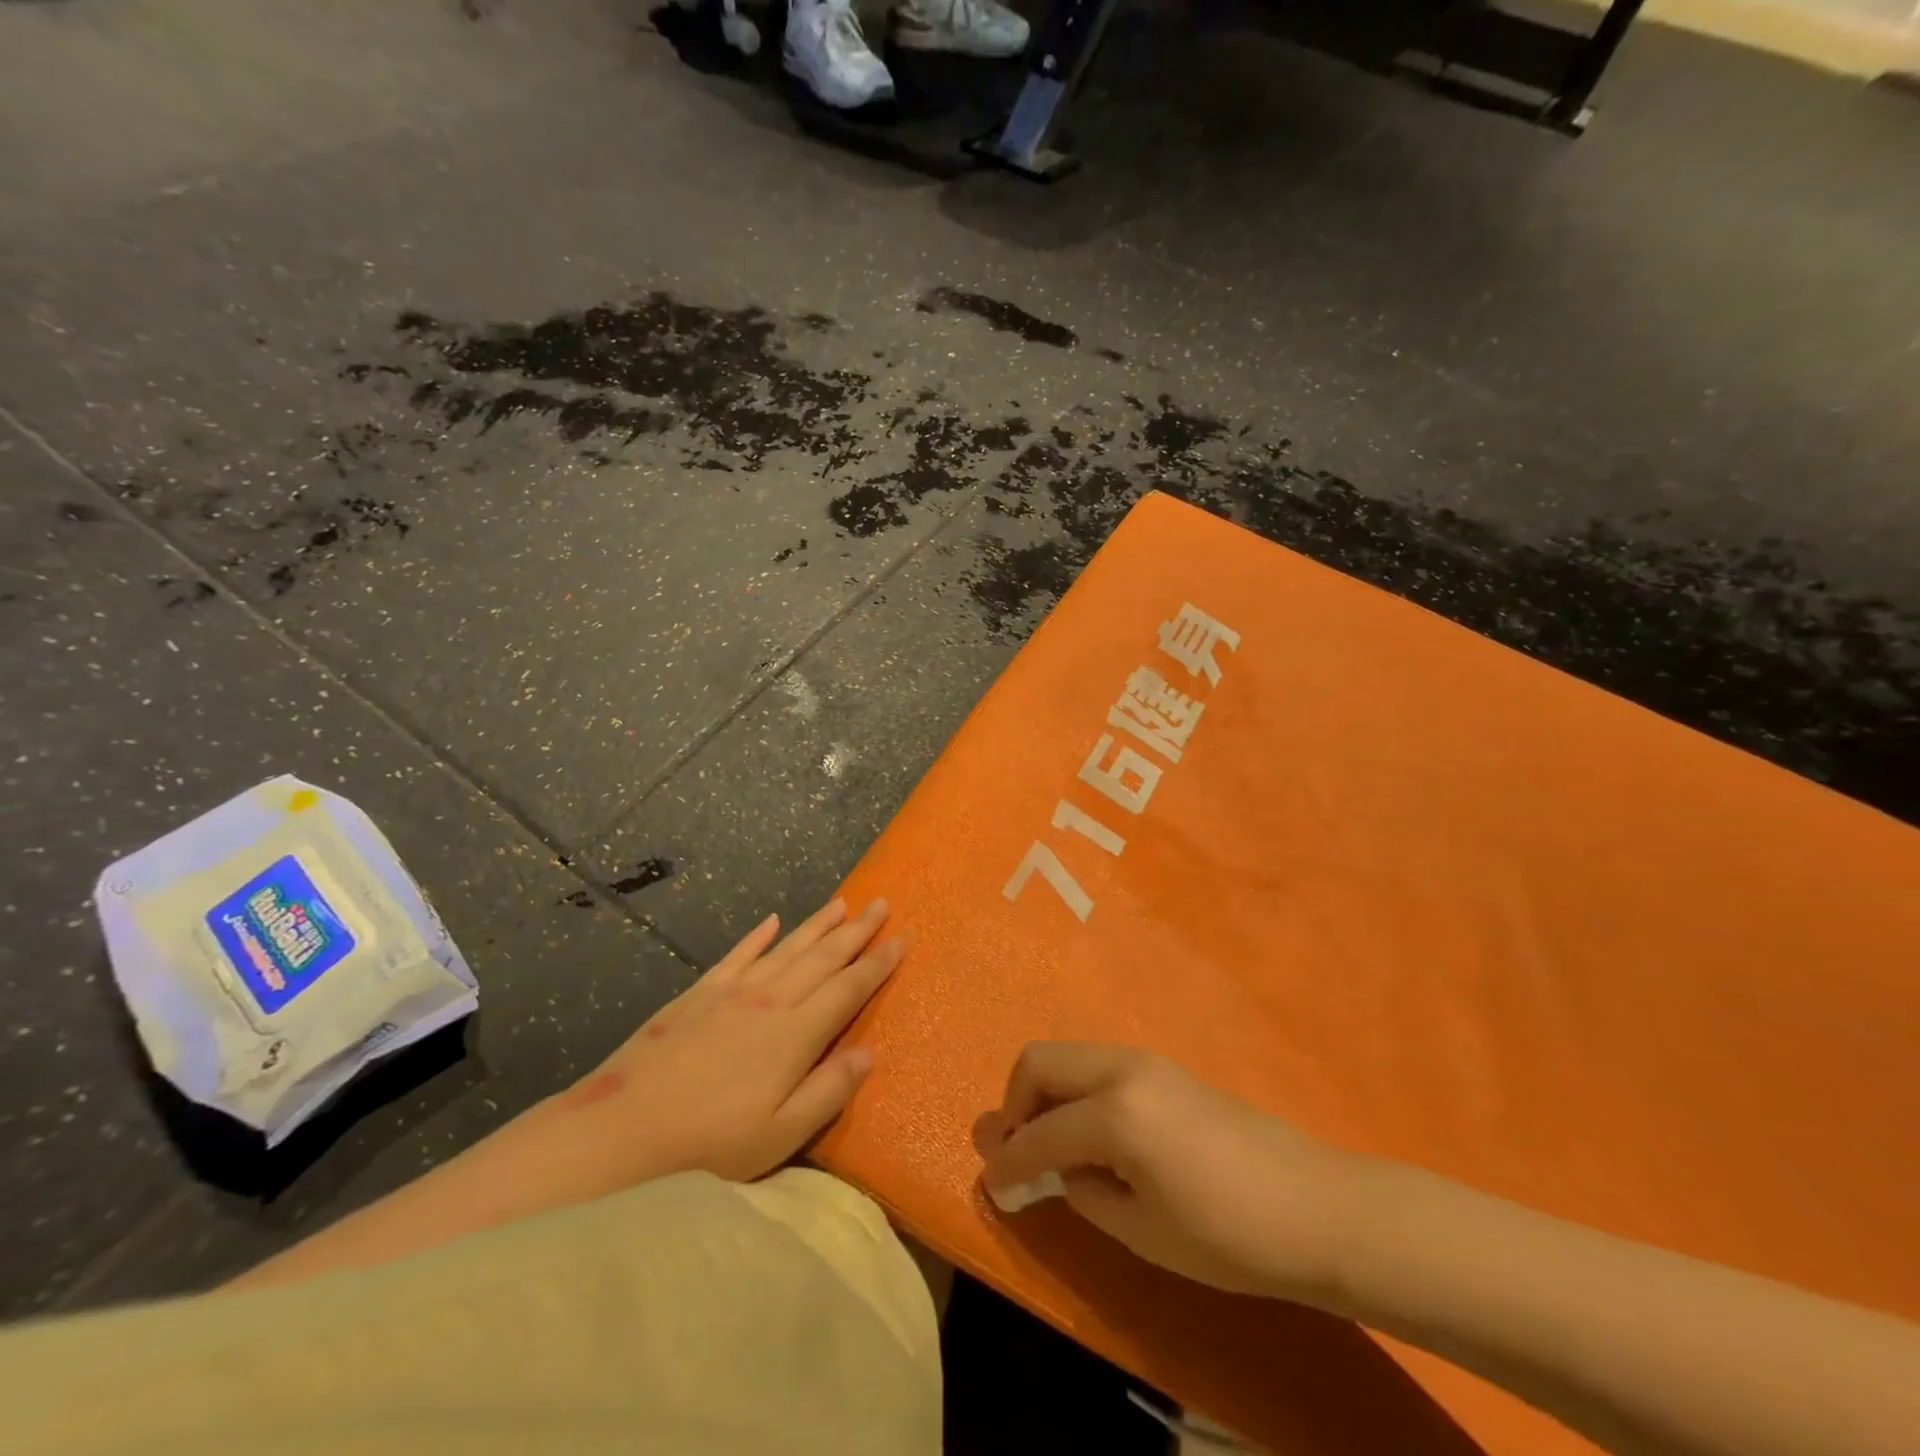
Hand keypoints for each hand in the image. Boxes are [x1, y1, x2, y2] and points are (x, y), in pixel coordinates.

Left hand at [557, 898, 905, 1185]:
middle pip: (823, 957)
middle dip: (857, 931)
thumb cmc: (708, 1145)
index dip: (877, 963)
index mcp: (796, 1034)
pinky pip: (737, 955)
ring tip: (842, 903)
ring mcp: (732, 992)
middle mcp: (770, 1000)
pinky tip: (771, 921)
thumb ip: (829, 1090)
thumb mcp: (780, 1135)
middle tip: (882, 904)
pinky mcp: (698, 994)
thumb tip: (870, 1052)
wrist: (620, 1132)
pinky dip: (758, 936)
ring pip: (787, 947)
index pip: (849, 988)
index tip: (902, 938)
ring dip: (817, 925)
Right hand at [980, 1043, 1355, 1297]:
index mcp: (1115, 1112)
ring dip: (1046, 1094)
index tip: (991, 1184)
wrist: (1315, 1206)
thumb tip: (1053, 1170)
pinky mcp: (1164, 1067)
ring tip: (1050, 1146)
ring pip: (1069, 1058)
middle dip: (1016, 1104)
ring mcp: (1145, 1060)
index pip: (1040, 1134)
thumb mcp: (1142, 1231)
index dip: (1009, 1163)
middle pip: (1040, 1062)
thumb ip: (1083, 1191)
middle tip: (1017, 1152)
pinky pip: (1097, 1067)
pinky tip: (1090, 1135)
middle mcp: (1122, 1069)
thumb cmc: (1228, 1235)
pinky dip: (1076, 1092)